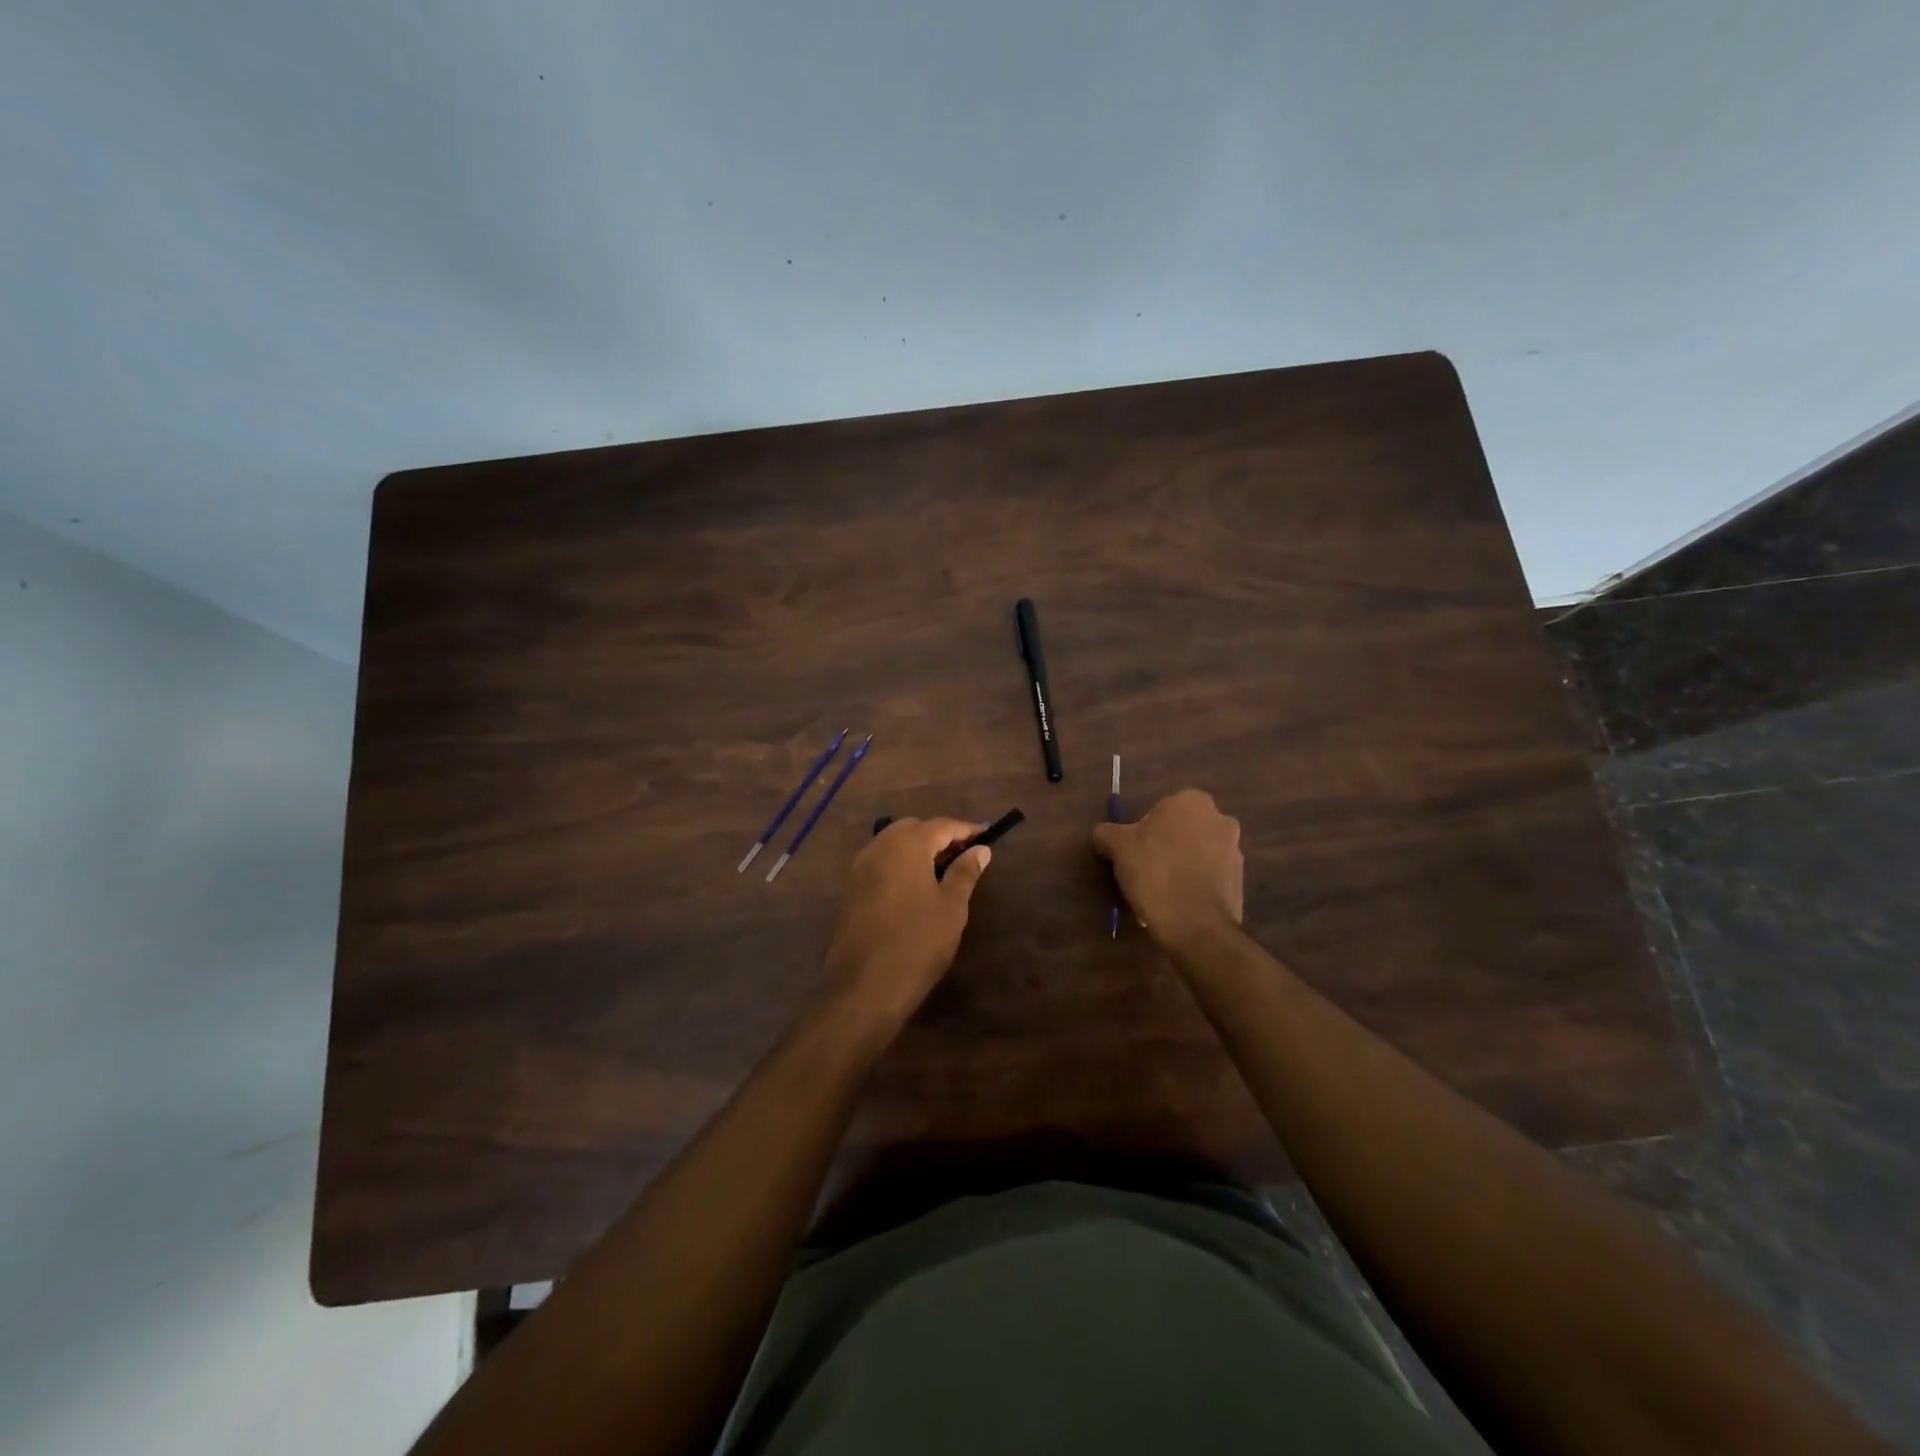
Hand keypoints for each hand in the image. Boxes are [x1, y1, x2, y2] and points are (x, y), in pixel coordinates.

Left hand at [821, 817, 991, 1035]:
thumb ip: (965, 872)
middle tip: (964, 855)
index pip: (941, 825)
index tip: (985, 837)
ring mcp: (860, 867)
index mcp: (906, 844)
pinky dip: (900, 864)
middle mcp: (879, 846)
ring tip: (943, 871)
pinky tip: (916, 886)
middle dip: (939, 836)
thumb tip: (980, 850)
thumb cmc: (918, 942)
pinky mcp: (852, 888)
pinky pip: (881, 862)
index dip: (965, 830)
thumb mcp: (951, 907)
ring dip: (918, 849)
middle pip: (913, 829)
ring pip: (893, 844)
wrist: (865, 986)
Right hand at [1092, 789, 1242, 950]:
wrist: (1194, 925)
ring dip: (1183, 865)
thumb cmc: (1154, 873)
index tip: (1134, 852)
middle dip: (1167, 845)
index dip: (1145, 830)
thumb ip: (1107, 832)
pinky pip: (1209, 877)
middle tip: (1145, 869)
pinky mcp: (1240, 882)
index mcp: (1192, 802)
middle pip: (1183, 830)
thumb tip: (1103, 834)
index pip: (1162, 809)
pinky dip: (1195, 884)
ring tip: (1161, 891)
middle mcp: (1220, 820)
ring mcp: (1235, 852)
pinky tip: (1178, 903)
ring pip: (1198, 853)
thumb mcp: (1117, 847)